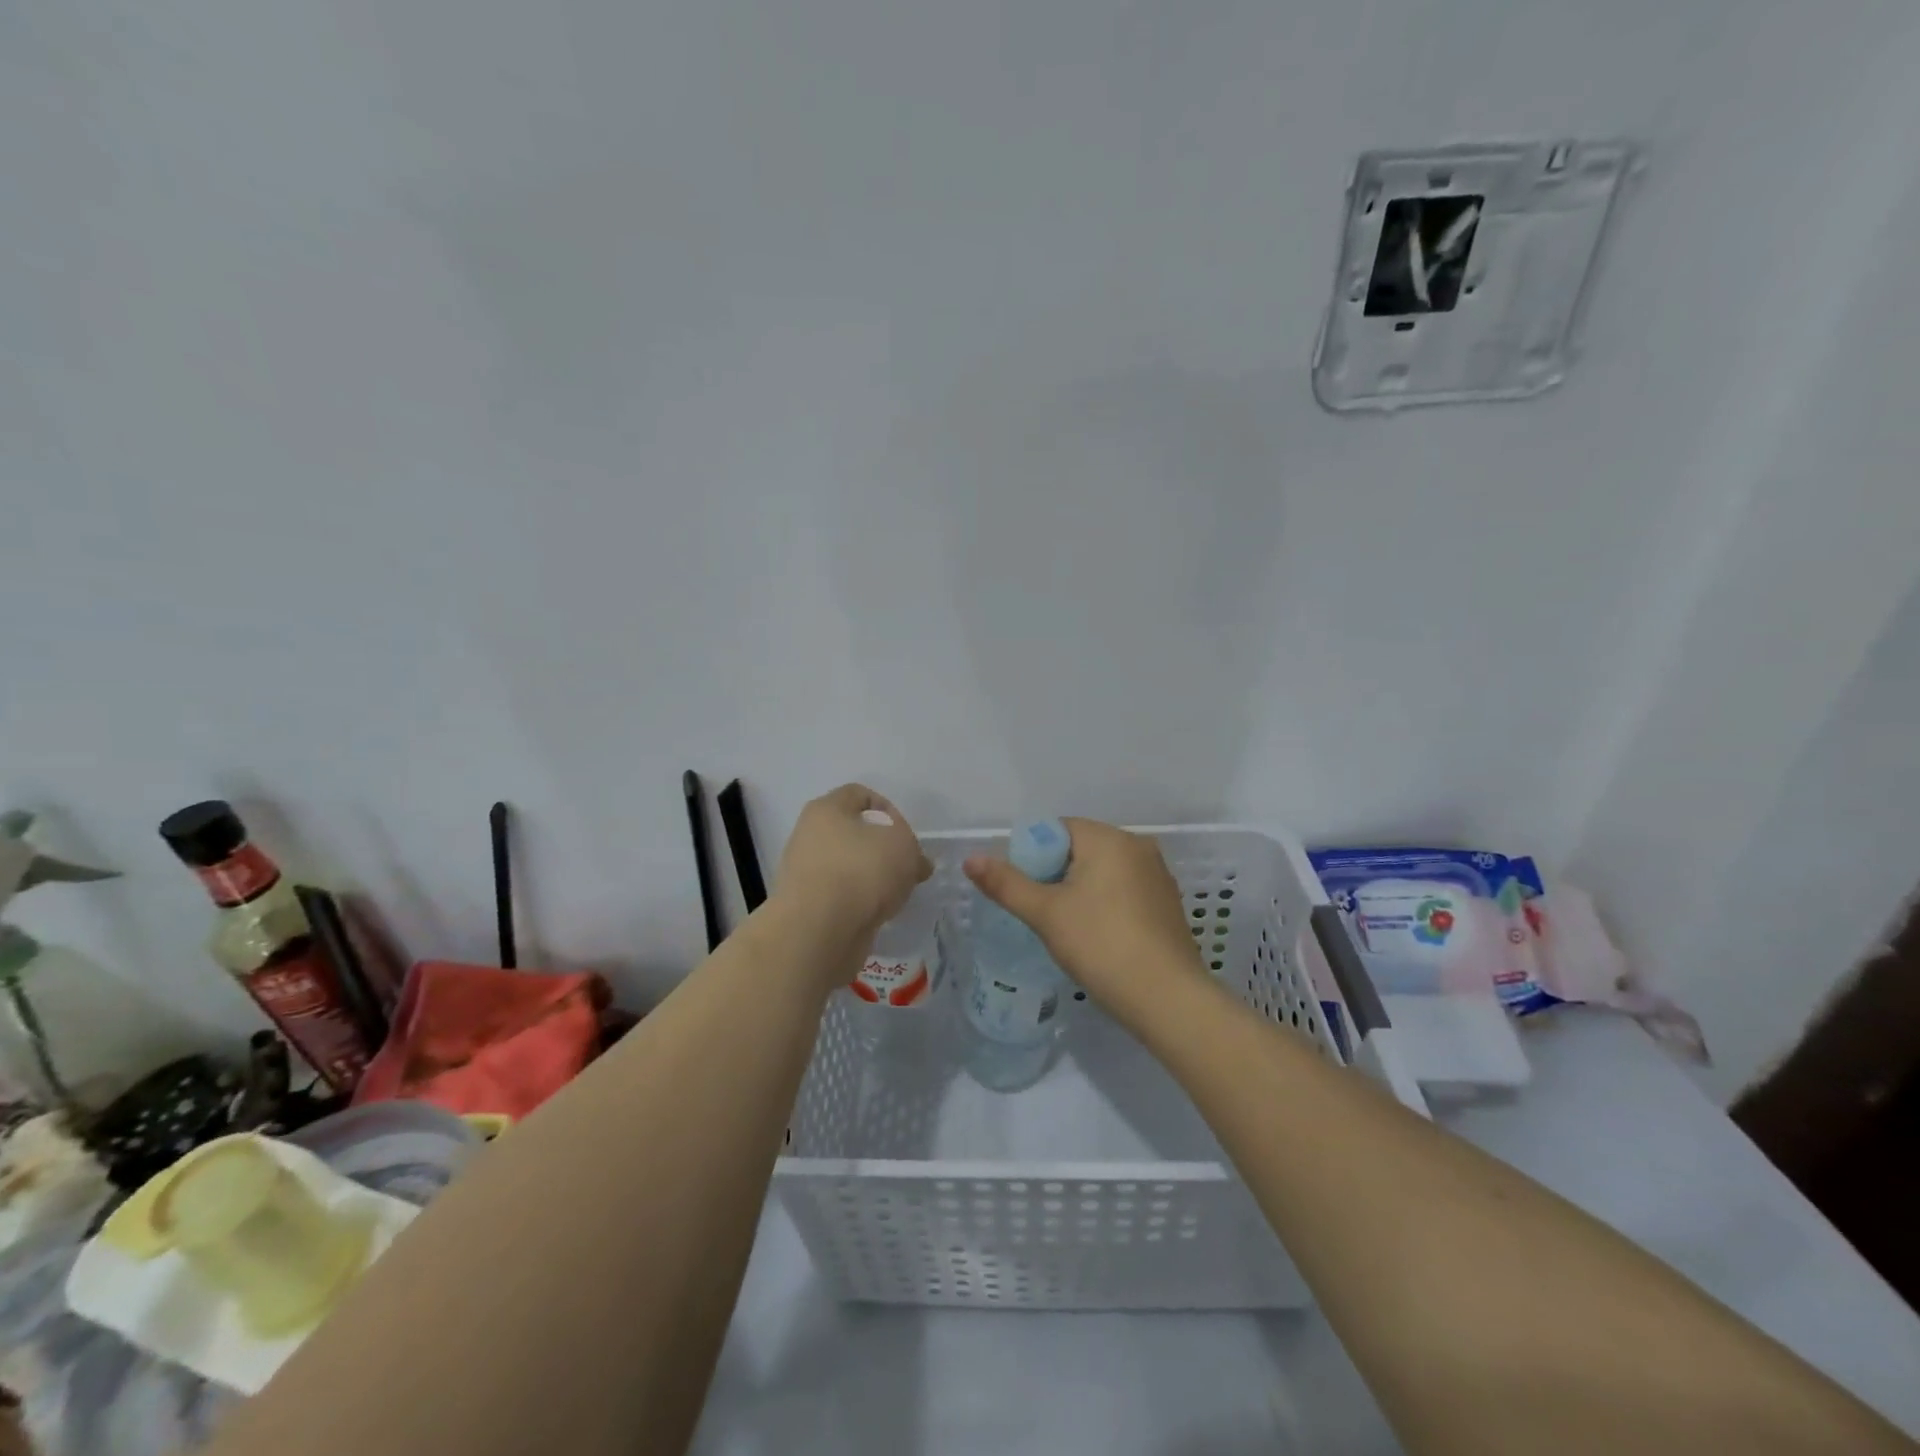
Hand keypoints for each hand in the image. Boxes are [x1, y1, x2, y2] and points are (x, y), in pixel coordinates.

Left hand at [774, 784, 931, 961]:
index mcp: (826, 809)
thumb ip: (912, 847)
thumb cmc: (862, 871)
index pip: (860, 794)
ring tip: (898, 894)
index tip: (906, 835)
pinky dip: (862, 902)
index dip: (888, 809)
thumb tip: (915, 863)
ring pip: (850, 866)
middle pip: (854, 833)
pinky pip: (843, 895)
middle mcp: (809, 836)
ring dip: (874, 878)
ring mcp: (806, 873)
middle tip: (908, 867)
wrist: (819, 931)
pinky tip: (879, 914)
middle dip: (884, 848)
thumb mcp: (903, 844)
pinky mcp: (808, 906)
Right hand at [963, 818, 1206, 1019]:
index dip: (1032, 854)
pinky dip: (1104, 904)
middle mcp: (1138, 846)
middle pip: (1080, 848)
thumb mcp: (1045, 914)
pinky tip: (1096, 936)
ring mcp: (1158, 875)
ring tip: (1065, 927)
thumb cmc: (1101, 945)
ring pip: (1103, 871)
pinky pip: (1124, 890)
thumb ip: (1006, 884)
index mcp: (1110, 838)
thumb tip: (971, 859)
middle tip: (1039, 911)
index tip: (1023, 889)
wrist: (1167, 998)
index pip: (1058, 829)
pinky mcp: (1167, 904)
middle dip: (1054, 874)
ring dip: (1079, 890)